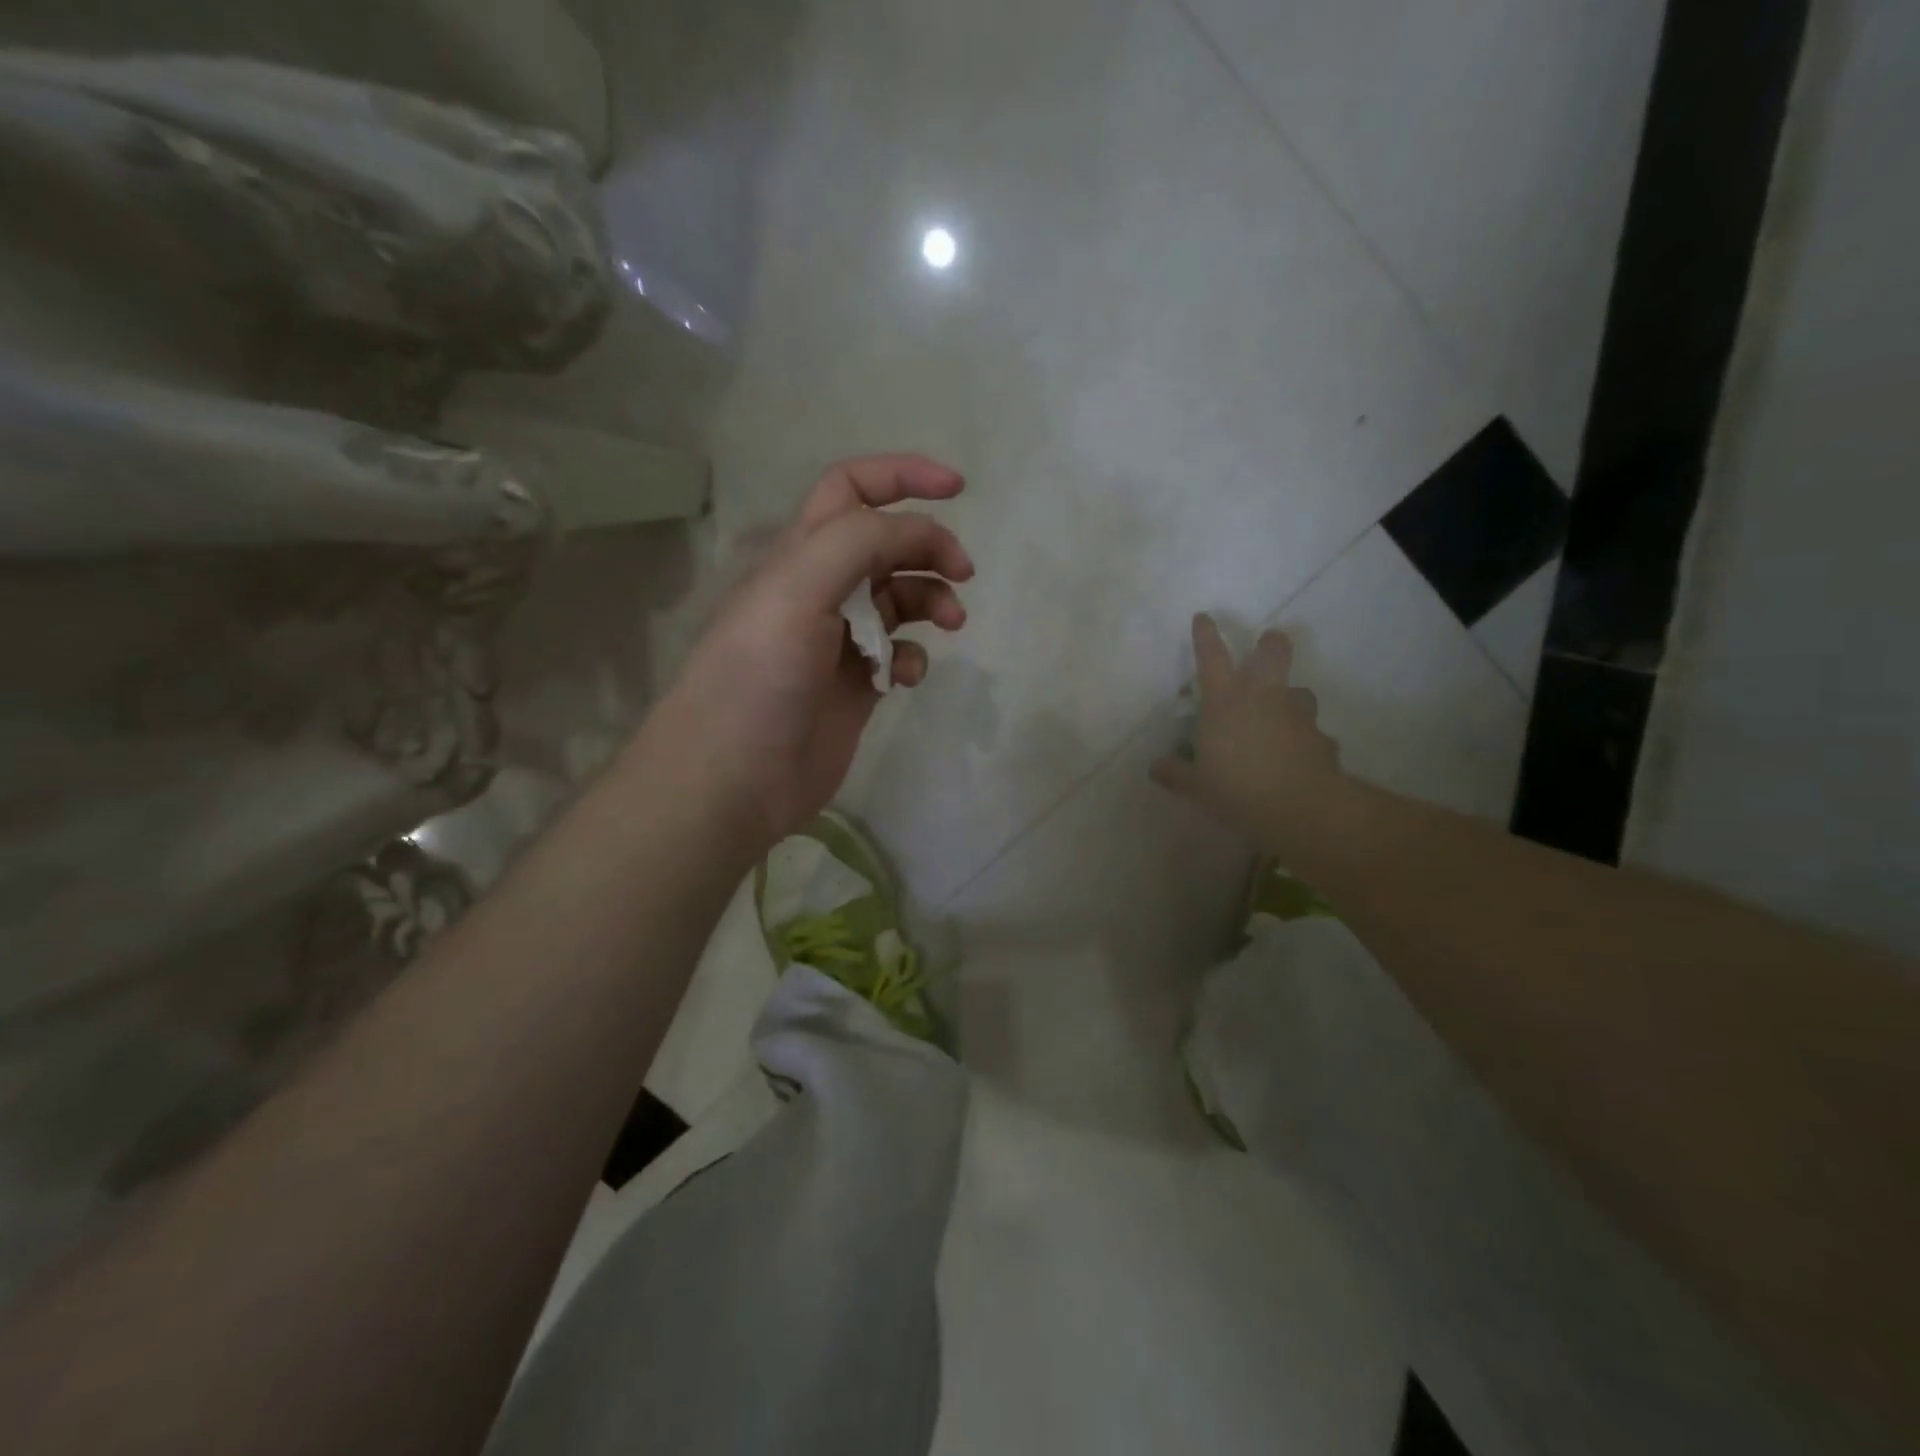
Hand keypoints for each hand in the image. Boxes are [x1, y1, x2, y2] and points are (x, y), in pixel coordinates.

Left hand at [642, 454, 973, 854]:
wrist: (735, 776)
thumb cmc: (759, 676)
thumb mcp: (798, 590)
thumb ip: (857, 543)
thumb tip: (917, 533)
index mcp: (799, 555)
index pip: (851, 490)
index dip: (902, 475)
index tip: (958, 488)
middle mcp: (820, 589)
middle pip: (886, 543)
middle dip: (929, 546)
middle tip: (963, 572)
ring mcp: (839, 640)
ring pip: (899, 598)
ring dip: (931, 600)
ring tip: (950, 624)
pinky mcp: (856, 685)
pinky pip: (898, 654)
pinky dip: (913, 657)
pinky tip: (906, 677)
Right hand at [1151, 614, 1343, 839]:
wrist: (1300, 807)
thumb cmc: (1235, 789)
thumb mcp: (1196, 786)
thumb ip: (1175, 773)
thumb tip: (1155, 767)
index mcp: (1224, 702)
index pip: (1211, 657)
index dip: (1206, 635)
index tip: (1204, 616)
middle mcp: (1263, 698)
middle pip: (1273, 653)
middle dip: (1271, 644)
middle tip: (1268, 644)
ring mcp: (1297, 715)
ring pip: (1300, 692)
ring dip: (1291, 699)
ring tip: (1282, 718)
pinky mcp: (1322, 738)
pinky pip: (1312, 733)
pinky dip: (1305, 741)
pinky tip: (1298, 759)